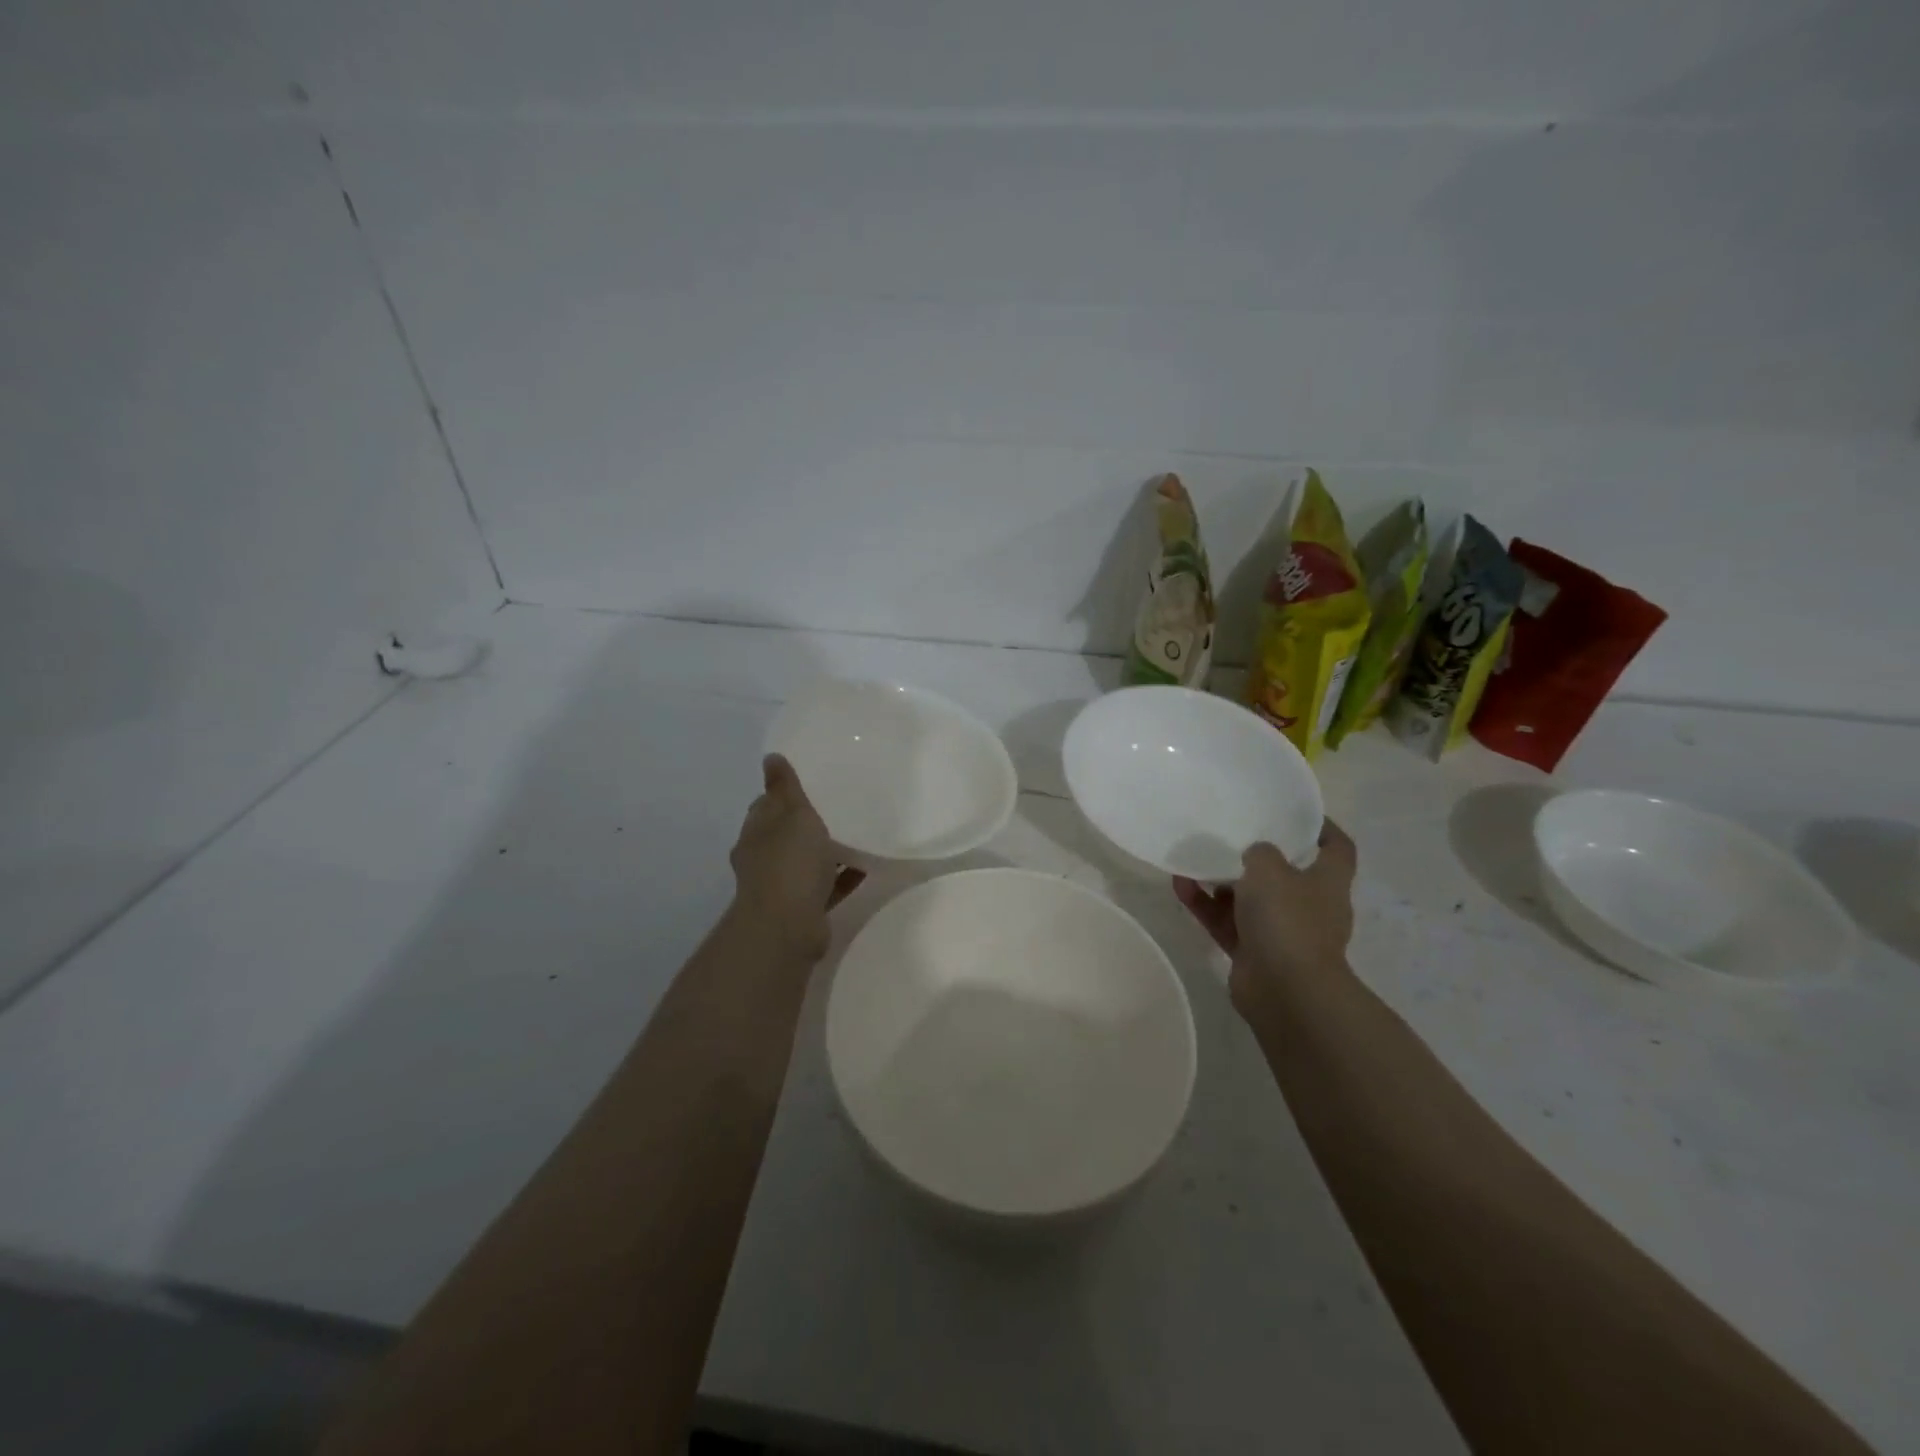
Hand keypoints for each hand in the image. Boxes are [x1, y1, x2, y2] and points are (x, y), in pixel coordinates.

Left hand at [729, 755, 865, 960]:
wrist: (789, 927)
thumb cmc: (790, 862)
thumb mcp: (792, 814)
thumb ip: (785, 787)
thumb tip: (770, 757)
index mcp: (755, 834)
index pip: (765, 807)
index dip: (782, 794)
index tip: (807, 784)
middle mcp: (763, 860)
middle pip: (784, 835)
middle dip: (804, 824)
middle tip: (836, 806)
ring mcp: (781, 887)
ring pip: (805, 862)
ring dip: (824, 852)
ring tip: (854, 834)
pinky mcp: (803, 910)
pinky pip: (826, 887)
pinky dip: (841, 876)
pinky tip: (864, 866)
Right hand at [1173, 820, 1357, 1019]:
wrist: (1285, 990)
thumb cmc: (1288, 919)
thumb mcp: (1269, 868)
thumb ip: (1259, 852)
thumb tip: (1254, 856)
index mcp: (1328, 882)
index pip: (1337, 848)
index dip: (1322, 827)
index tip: (1295, 814)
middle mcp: (1309, 906)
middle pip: (1286, 874)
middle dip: (1257, 857)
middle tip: (1230, 835)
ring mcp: (1281, 932)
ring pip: (1248, 899)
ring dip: (1220, 881)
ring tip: (1193, 860)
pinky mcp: (1253, 952)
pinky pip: (1226, 921)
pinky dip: (1205, 905)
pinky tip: (1180, 886)